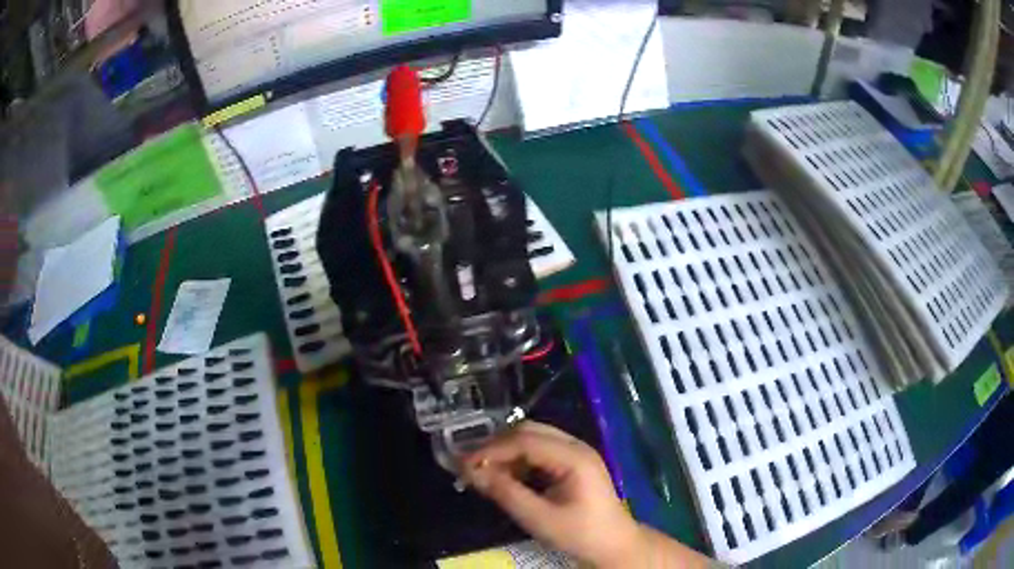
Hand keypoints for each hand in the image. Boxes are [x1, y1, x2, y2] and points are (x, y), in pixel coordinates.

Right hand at [461, 422, 641, 567]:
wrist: (613, 545)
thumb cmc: (580, 533)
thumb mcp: (539, 518)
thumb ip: (506, 493)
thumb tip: (471, 472)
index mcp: (573, 457)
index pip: (525, 440)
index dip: (491, 449)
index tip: (463, 463)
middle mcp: (576, 446)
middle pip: (529, 431)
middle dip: (497, 445)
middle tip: (471, 464)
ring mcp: (576, 453)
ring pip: (534, 438)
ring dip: (507, 451)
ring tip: (484, 470)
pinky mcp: (573, 463)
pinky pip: (541, 451)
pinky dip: (519, 459)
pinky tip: (506, 476)